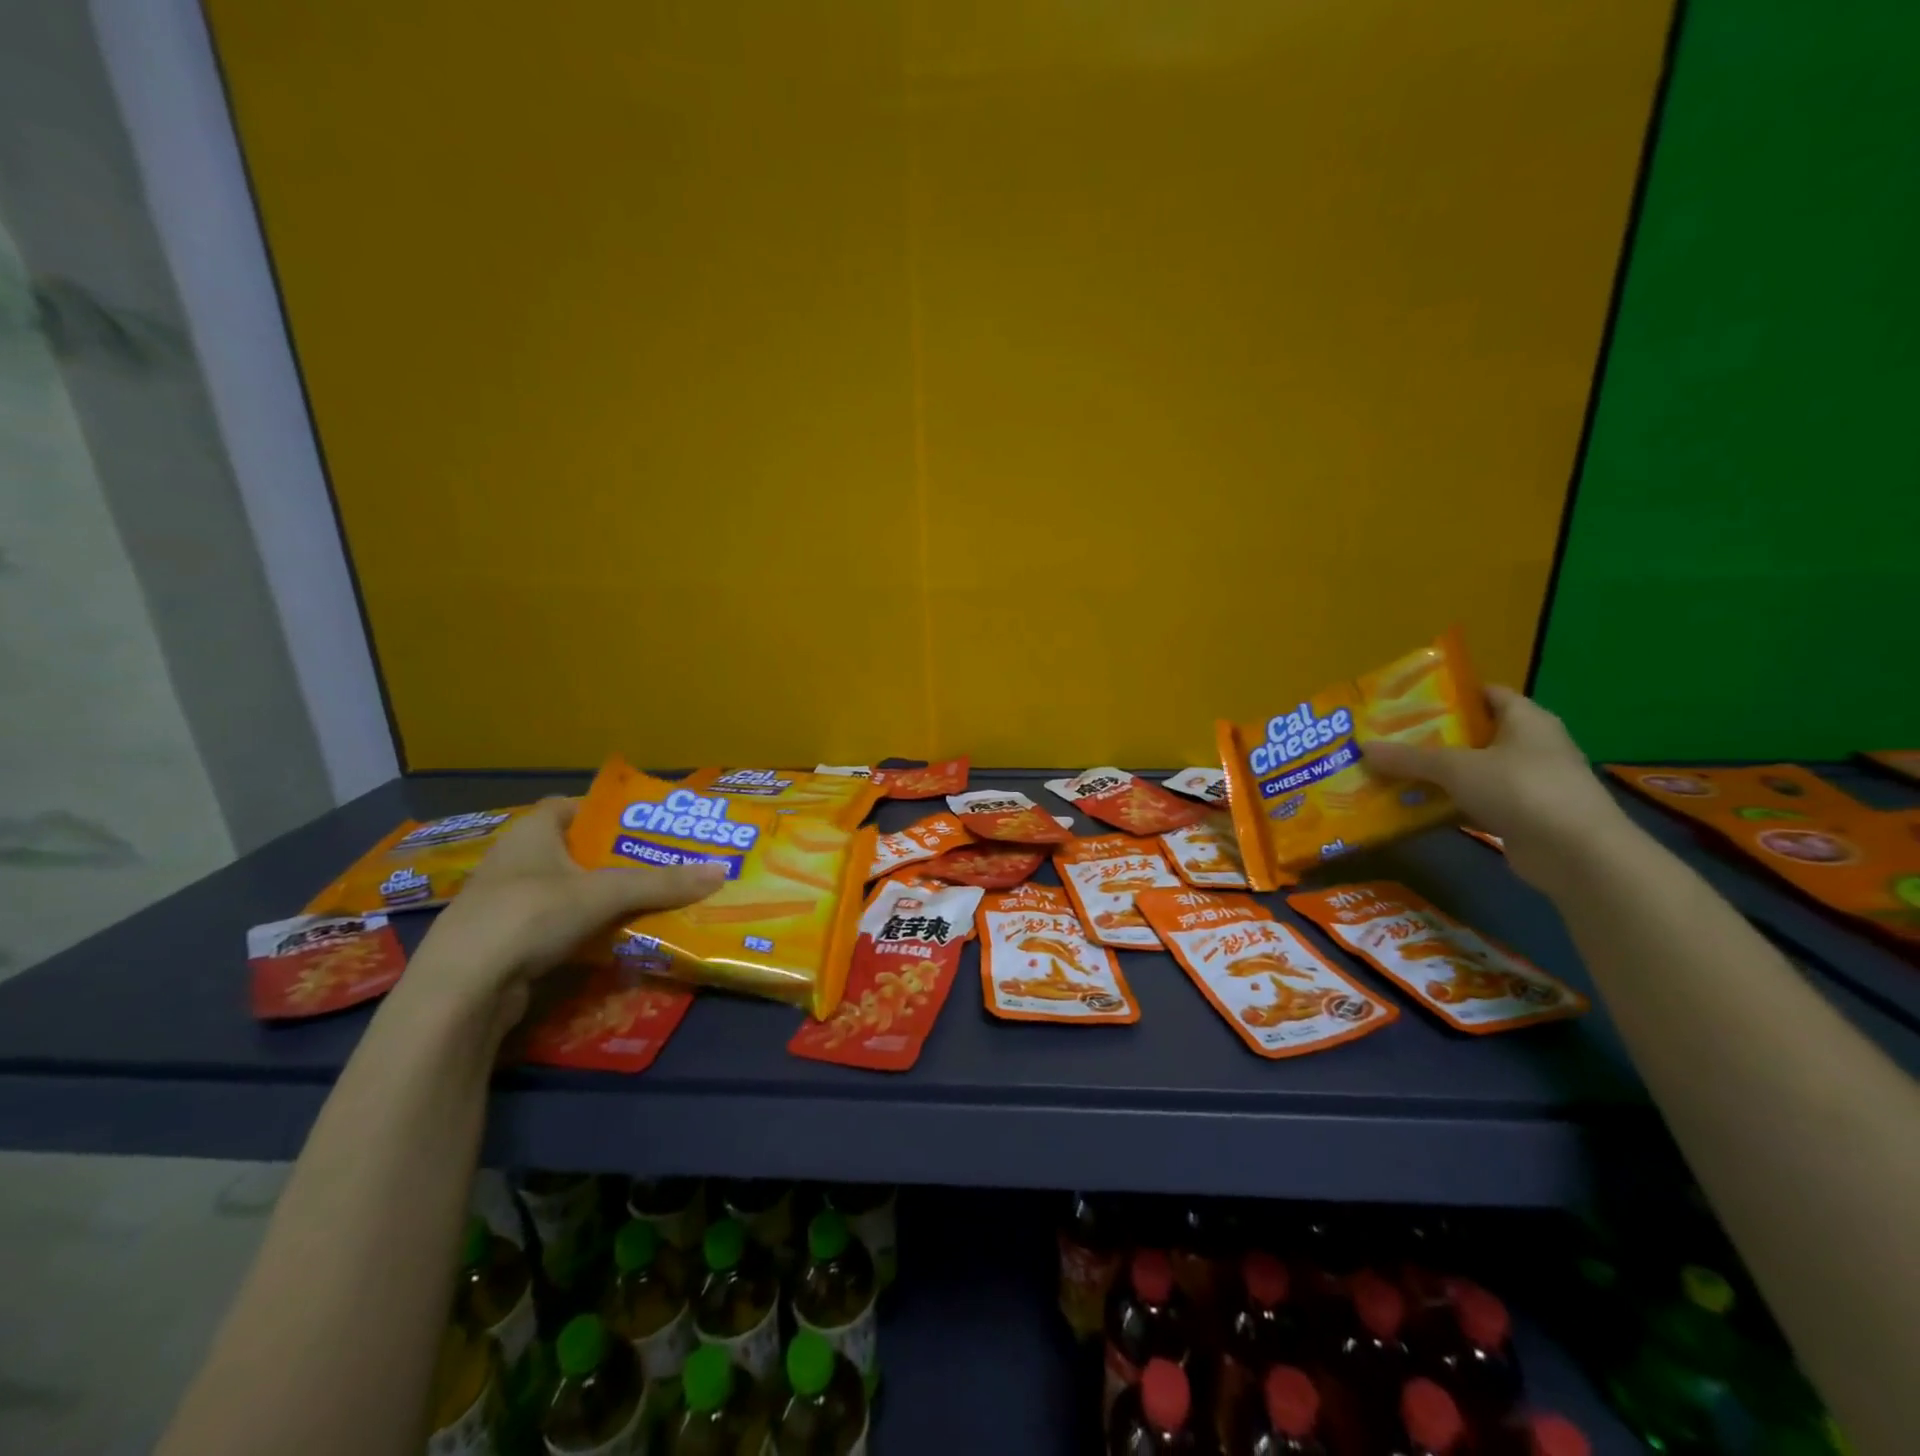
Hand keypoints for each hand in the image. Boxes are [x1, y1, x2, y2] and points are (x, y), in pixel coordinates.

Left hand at [394, 798, 723, 1039]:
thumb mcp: (603, 894)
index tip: (648, 823)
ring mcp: (509, 903)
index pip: (574, 805)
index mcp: (532, 832)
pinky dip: (589, 926)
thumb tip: (721, 871)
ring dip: (607, 895)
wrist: (462, 992)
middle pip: (578, 850)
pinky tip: (620, 936)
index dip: (610, 811)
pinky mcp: (508, 941)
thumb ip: (661, 882)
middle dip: (619, 857)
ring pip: (571, 889)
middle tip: (666, 863)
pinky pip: (561, 923)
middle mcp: (517, 860)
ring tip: (654, 899)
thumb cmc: (529, 916)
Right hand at [1362, 686, 1632, 890]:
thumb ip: (1409, 757)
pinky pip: (1476, 802)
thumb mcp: (1456, 768)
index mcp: (1525, 719)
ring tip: (1391, 773)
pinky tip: (1414, 808)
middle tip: (1389, 739)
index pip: (1486, 694)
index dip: (1450, 694)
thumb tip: (1363, 747)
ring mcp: (1529, 783)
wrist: (1576, 853)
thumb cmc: (1521, 789)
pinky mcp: (1523, 816)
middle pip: (1474, 734)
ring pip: (1472, 771)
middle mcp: (1531, 745)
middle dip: (1432, 738)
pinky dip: (1448, 804)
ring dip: (1437, 775)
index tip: (1408, 702)